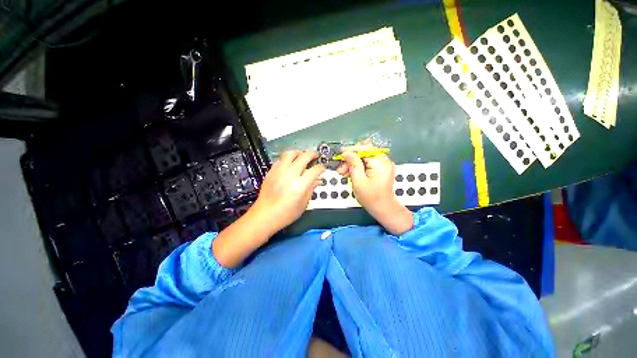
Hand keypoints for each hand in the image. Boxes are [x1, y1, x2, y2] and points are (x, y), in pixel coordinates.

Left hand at [252, 150, 324, 232]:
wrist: (264, 215)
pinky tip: (290, 164)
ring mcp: (279, 171)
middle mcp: (290, 175)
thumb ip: (311, 189)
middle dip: (312, 155)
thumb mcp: (303, 204)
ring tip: (302, 156)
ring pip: (290, 153)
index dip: (321, 168)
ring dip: (299, 153)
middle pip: (304, 156)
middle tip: (315, 157)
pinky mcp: (271, 172)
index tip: (322, 169)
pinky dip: (288, 159)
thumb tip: (317, 180)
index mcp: (300, 185)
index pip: (315, 170)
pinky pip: (281, 159)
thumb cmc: (286, 214)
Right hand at [337, 152, 412, 234]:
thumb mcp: (359, 181)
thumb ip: (353, 165)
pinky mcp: (380, 169)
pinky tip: (350, 173)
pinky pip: (367, 163)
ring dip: (352, 164)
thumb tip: (347, 152)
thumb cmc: (371, 198)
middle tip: (341, 169)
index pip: (365, 149)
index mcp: (381, 163)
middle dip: (351, 159)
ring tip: (343, 173)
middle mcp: (384, 161)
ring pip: (364, 158)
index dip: (351, 150)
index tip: (340, 154)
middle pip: (364, 153)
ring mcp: (383, 165)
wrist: (383, 209)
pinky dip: (358, 167)